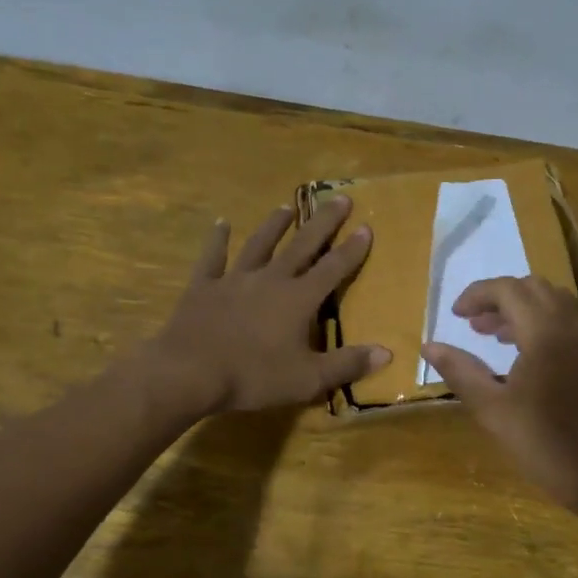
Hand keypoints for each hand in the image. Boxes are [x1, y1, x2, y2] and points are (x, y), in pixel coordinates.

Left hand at [147, 196, 389, 414]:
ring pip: (260, 244)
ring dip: (274, 225)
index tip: (366, 226)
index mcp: (299, 299)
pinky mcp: (204, 287)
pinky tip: (221, 223)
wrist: (189, 372)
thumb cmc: (254, 377)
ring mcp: (235, 279)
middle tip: (340, 198)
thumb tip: (388, 352)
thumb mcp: (308, 379)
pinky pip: (212, 258)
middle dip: (323, 222)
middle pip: (302, 245)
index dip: (352, 249)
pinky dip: (217, 240)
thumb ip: (347, 364)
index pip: (333, 269)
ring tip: (287, 207)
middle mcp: (271, 279)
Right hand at [421, 276, 577, 517]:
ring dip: (523, 309)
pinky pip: (570, 321)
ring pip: (555, 302)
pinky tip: (526, 353)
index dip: (478, 295)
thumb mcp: (491, 409)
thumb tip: (429, 346)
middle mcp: (573, 326)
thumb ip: (460, 371)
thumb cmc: (543, 443)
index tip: (455, 315)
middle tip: (473, 324)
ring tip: (494, 336)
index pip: (509, 290)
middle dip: (500, 298)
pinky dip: (544, 322)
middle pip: (534, 288)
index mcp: (546, 333)